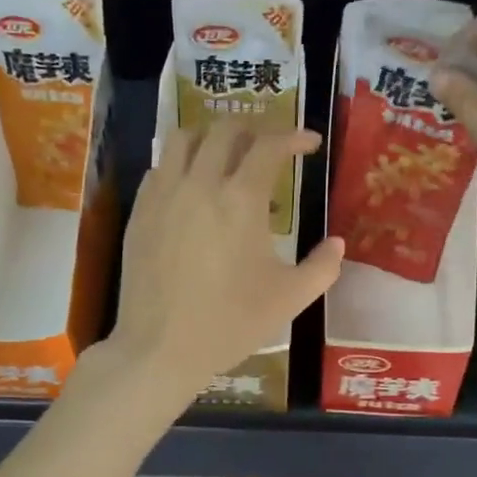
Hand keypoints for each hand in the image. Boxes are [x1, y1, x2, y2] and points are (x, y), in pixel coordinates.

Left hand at [98, 124, 343, 404]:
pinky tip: (192, 187)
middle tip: (270, 146)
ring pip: (184, 139)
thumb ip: (322, 267)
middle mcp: (200, 184)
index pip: (270, 145)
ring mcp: (163, 195)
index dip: (294, 136)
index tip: (310, 143)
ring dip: (212, 136)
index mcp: (241, 200)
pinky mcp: (139, 213)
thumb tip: (337, 244)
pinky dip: (181, 163)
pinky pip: (159, 168)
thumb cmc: (230, 323)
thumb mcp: (290, 299)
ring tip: (227, 154)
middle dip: (255, 128)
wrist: (160, 348)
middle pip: (225, 129)